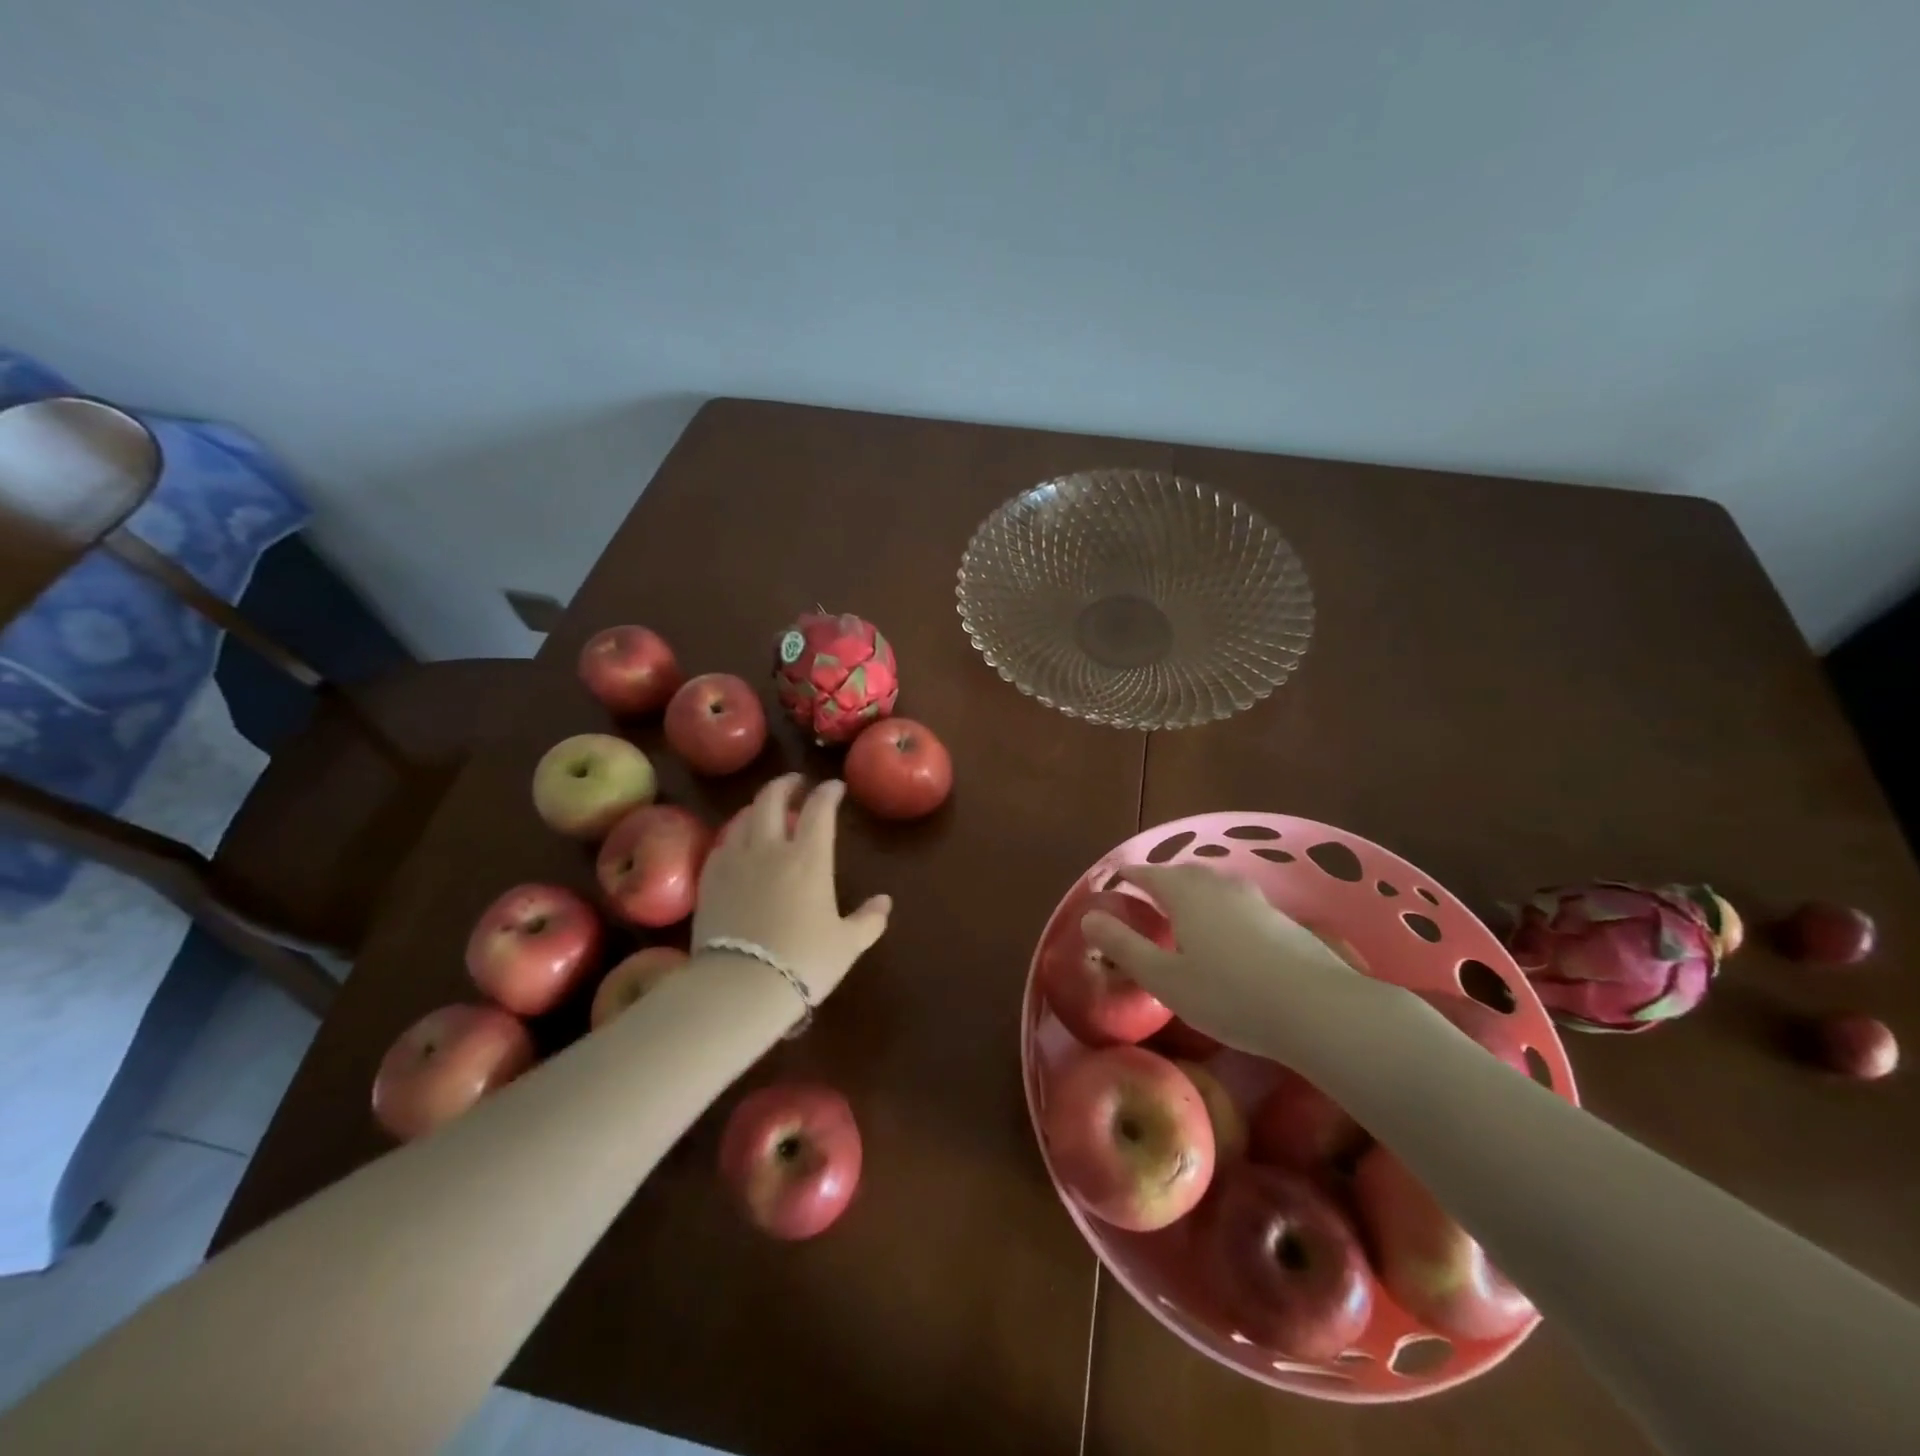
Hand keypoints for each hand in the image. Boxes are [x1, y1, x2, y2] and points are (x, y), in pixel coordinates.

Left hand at [693, 775, 891, 1004]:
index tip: (835, 787)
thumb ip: (868, 920)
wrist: (740, 986)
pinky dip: (734, 835)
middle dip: (786, 785)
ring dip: (758, 807)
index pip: (819, 809)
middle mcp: (770, 848)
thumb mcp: (847, 944)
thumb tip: (885, 902)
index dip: (828, 793)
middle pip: (772, 799)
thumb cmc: (803, 962)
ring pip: (743, 817)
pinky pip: (722, 844)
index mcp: (809, 857)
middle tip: (796, 784)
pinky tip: (738, 846)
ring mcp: (735, 861)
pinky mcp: (709, 880)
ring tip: (766, 811)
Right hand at [1082, 864, 1398, 1058]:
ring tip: (1184, 914)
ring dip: (1194, 892)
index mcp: (1185, 893)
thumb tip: (1088, 918)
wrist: (1318, 1008)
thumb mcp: (1166, 978)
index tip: (1115, 880)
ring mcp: (1255, 899)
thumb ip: (1124, 946)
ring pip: (1214, 885)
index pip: (1148, 873)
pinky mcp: (1281, 919)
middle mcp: (1219, 885)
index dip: (1129, 876)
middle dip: (1162, 880)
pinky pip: (1237, 902)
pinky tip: (1226, 935)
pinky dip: (1220, 909)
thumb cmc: (1230, 995)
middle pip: (1183, 873)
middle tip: (1147, 898)